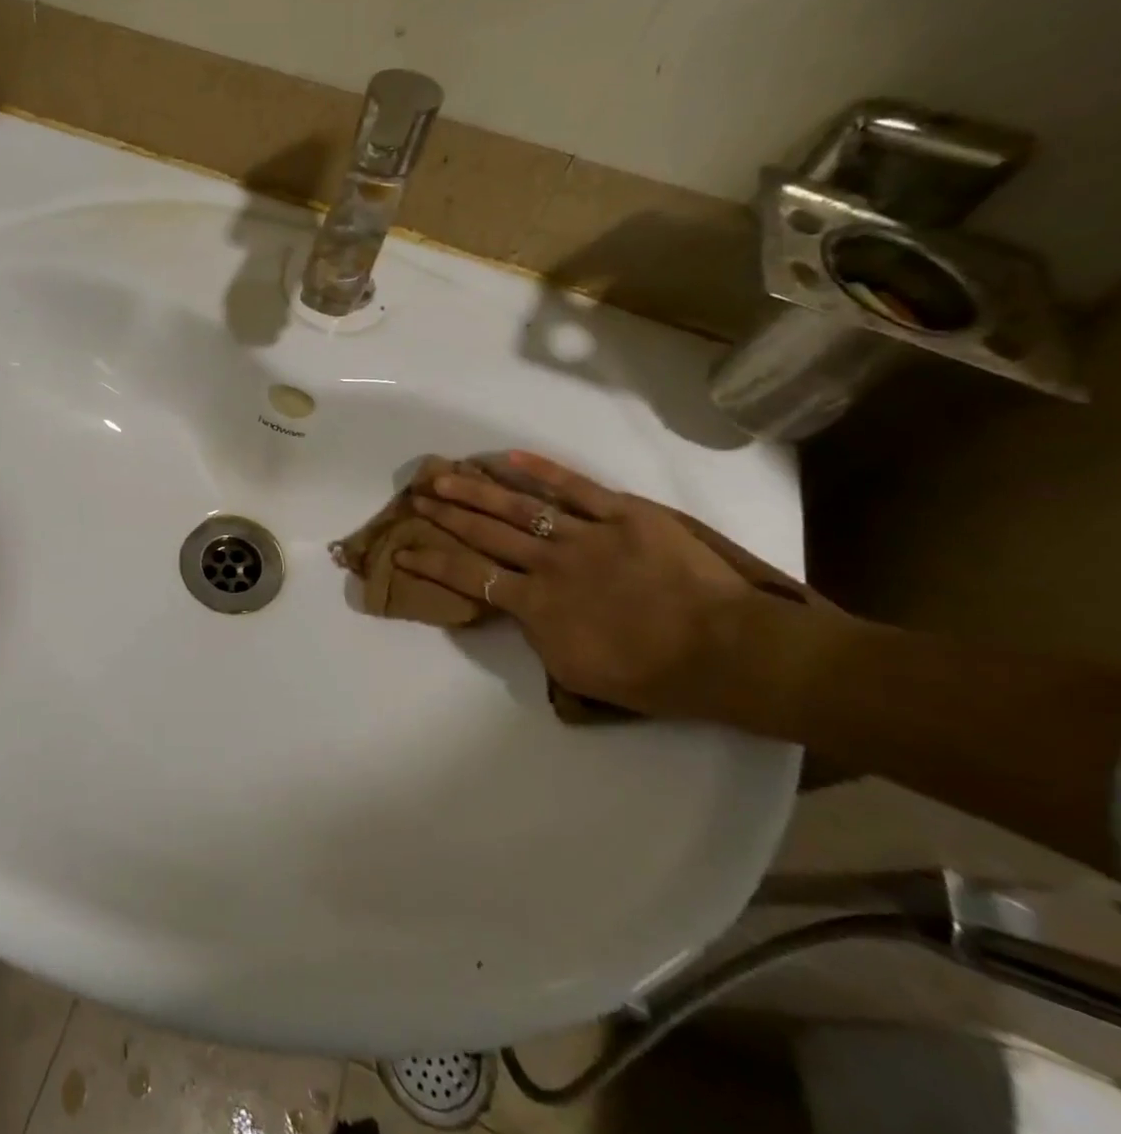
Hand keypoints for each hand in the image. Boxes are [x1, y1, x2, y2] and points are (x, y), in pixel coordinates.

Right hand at [396, 451, 814, 721]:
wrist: (730, 652)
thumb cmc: (656, 676)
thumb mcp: (578, 672)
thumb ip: (540, 636)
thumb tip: (525, 610)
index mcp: (536, 605)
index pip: (469, 577)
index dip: (432, 562)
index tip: (403, 550)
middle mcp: (549, 562)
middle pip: (484, 532)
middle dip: (446, 513)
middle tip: (418, 494)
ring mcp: (585, 534)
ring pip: (519, 506)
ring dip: (476, 489)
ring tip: (445, 474)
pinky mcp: (623, 515)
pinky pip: (576, 487)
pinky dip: (542, 471)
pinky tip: (509, 457)